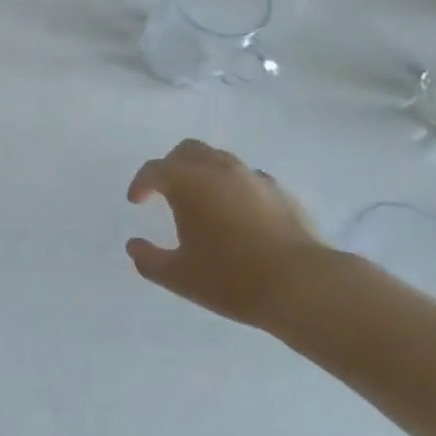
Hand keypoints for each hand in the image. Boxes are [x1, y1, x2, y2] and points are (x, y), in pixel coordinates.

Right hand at [126, 139, 341, 332]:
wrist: (301, 284)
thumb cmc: (231, 277)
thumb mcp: (178, 276)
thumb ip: (148, 260)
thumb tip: (134, 246)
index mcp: (188, 182)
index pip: (155, 170)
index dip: (141, 183)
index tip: (136, 201)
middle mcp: (218, 168)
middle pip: (187, 151)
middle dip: (171, 166)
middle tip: (165, 191)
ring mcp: (252, 176)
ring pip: (219, 159)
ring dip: (202, 172)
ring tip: (200, 200)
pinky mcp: (279, 190)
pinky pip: (246, 177)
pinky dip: (232, 185)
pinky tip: (235, 212)